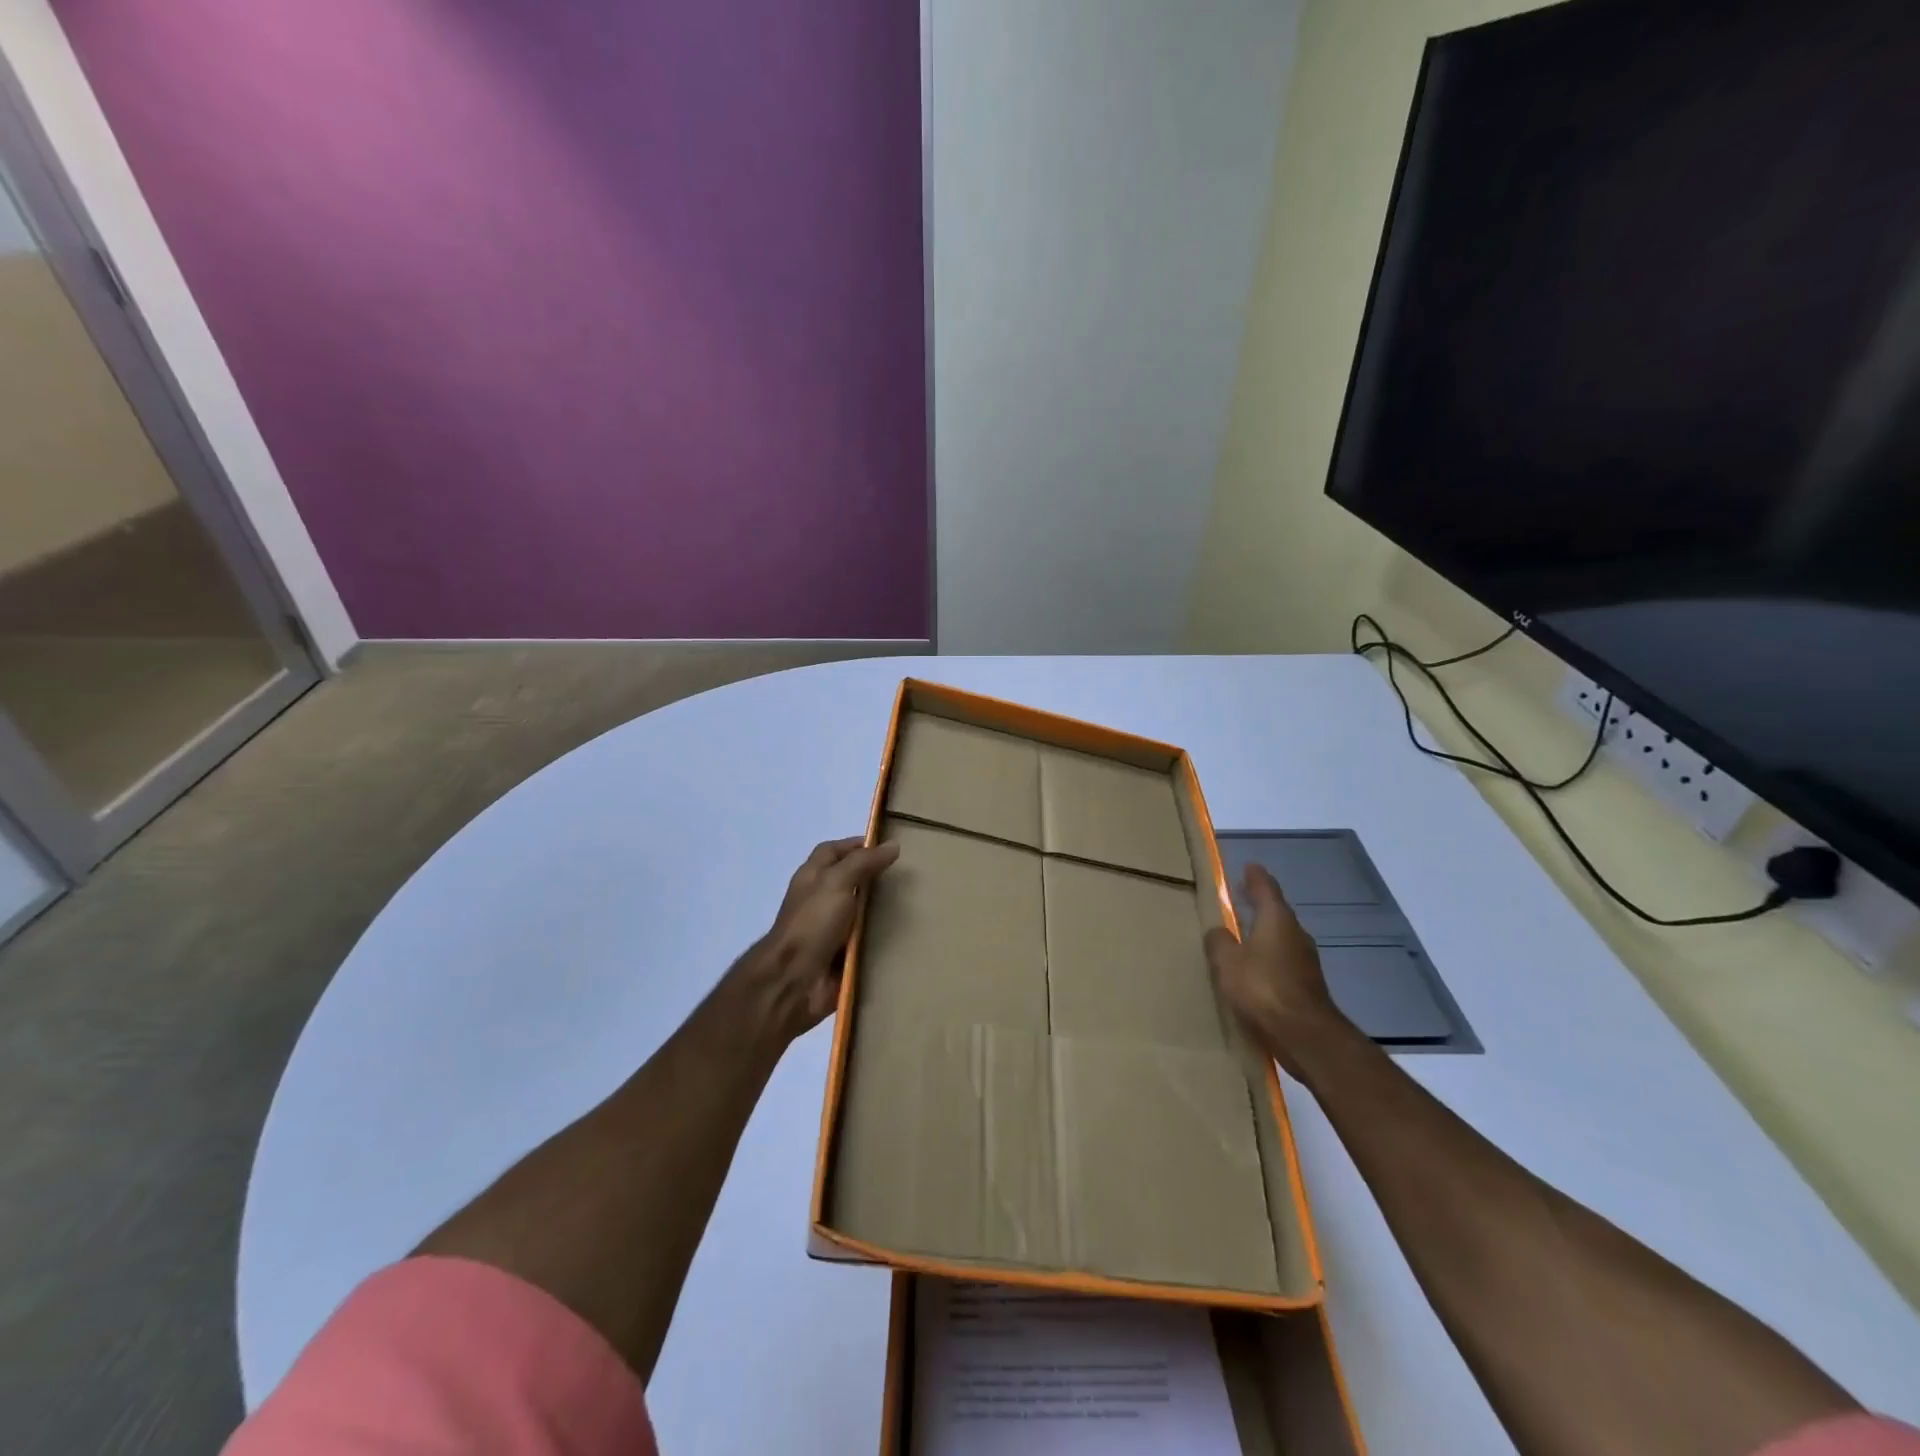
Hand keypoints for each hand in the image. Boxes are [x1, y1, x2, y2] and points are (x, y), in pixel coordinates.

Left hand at [731, 836, 899, 1046]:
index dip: (857, 845)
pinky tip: (908, 934)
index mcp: (813, 877)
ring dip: (882, 909)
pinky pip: (866, 941)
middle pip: (850, 880)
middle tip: (909, 876)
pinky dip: (882, 937)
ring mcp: (831, 929)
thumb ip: (863, 862)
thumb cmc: (812, 923)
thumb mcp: (837, 882)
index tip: (889, 846)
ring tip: (917, 903)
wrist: (794, 981)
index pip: (834, 851)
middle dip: (875, 877)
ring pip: (861, 912)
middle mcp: (820, 899)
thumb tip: (893, 845)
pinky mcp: (842, 955)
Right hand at [1204, 863, 1352, 1078]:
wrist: (1305, 1035)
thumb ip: (1219, 942)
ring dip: (1264, 934)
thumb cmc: (1263, 988)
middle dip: (1260, 905)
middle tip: (1242, 898)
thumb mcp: (1228, 962)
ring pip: (1281, 939)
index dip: (1256, 877)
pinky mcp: (1307, 986)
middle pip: (1276, 913)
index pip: (1266, 889)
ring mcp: (1305, 962)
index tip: (1249, 866)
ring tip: (1244, 935)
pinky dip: (1269, 959)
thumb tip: (1218, 931)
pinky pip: (1283, 962)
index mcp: (1277, 920)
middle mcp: (1295, 935)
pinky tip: (1255, 969)